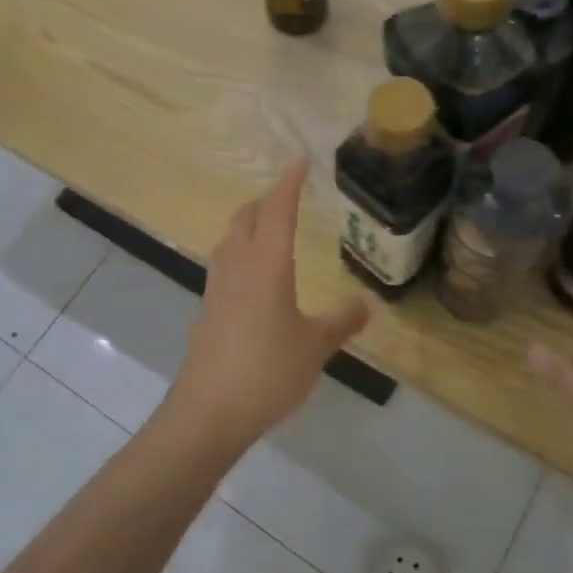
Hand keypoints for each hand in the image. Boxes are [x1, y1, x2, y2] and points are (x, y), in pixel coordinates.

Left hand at [163, 158, 369, 454]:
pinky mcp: (206, 310)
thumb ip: (341, 323)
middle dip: (265, 200)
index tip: (298, 161)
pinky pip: (223, 265)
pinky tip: (251, 276)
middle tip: (287, 195)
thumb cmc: (267, 371)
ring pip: (229, 239)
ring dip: (247, 224)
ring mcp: (216, 287)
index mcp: (267, 265)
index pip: (277, 210)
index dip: (288, 183)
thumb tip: (366, 305)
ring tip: (267, 227)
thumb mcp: (315, 347)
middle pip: (246, 217)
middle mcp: (237, 266)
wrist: (208, 412)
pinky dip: (238, 252)